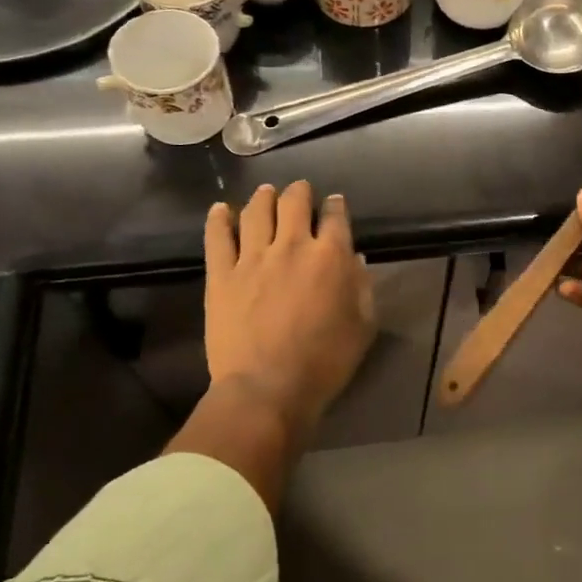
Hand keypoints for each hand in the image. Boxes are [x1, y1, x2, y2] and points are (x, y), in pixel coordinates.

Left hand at [204, 181, 375, 433]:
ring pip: (257, 211)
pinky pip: (218, 237)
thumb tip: (355, 260)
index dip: (336, 205)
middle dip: (299, 192)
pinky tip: (221, 209)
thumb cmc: (324, 362)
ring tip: (265, 193)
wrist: (267, 389)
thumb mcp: (363, 327)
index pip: (335, 216)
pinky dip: (219, 219)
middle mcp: (293, 246)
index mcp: (331, 257)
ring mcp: (253, 258)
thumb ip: (362, 287)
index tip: (334, 204)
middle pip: (294, 201)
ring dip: (264, 197)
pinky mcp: (221, 274)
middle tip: (300, 192)